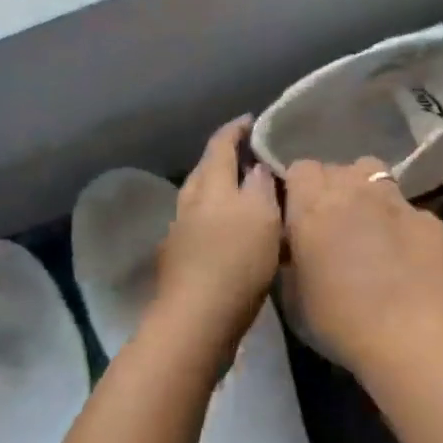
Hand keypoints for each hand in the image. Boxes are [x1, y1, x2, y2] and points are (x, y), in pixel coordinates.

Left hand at [154, 118, 282, 347]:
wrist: (196, 323)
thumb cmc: (235, 262)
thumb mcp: (262, 217)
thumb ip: (259, 186)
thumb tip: (255, 167)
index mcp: (210, 186)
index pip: (220, 145)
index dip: (235, 130)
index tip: (251, 120)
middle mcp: (189, 204)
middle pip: (204, 170)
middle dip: (224, 158)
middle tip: (250, 155)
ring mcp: (180, 234)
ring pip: (200, 199)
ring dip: (219, 190)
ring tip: (244, 193)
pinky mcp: (180, 262)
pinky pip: (199, 226)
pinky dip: (216, 219)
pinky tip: (230, 234)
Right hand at [283, 157, 442, 371]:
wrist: (410, 335)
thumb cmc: (339, 321)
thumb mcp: (292, 296)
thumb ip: (290, 258)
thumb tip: (295, 246)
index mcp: (312, 206)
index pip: (300, 168)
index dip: (297, 189)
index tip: (297, 215)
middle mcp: (353, 190)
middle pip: (336, 168)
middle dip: (330, 188)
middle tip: (330, 224)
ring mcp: (395, 200)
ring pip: (373, 173)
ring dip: (364, 190)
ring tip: (365, 223)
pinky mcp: (428, 218)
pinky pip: (406, 208)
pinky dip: (399, 223)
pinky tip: (403, 253)